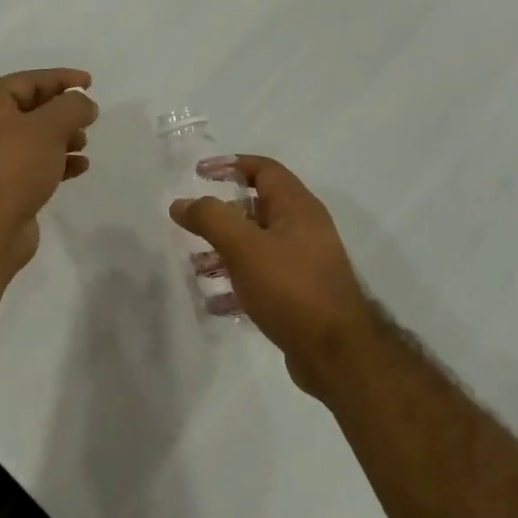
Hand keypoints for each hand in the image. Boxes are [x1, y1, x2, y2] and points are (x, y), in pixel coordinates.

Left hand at [0, 69, 97, 274]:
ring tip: (84, 142)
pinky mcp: (5, 187)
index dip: (60, 79)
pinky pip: (35, 165)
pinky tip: (80, 167)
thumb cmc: (13, 166)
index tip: (90, 83)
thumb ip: (72, 107)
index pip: (27, 81)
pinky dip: (58, 162)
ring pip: (34, 139)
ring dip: (62, 137)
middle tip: (89, 117)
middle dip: (62, 111)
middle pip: (30, 109)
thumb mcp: (48, 127)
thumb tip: (84, 103)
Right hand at [171, 156, 379, 396]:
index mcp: (297, 208)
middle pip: (257, 210)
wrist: (336, 352)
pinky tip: (215, 303)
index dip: (231, 165)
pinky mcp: (299, 296)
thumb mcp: (244, 247)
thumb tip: (181, 203)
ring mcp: (304, 264)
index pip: (264, 170)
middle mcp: (304, 230)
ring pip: (257, 248)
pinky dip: (236, 285)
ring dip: (224, 254)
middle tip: (191, 227)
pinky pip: (261, 280)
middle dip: (221, 217)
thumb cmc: (291, 288)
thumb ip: (210, 219)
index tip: (198, 174)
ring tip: (196, 269)